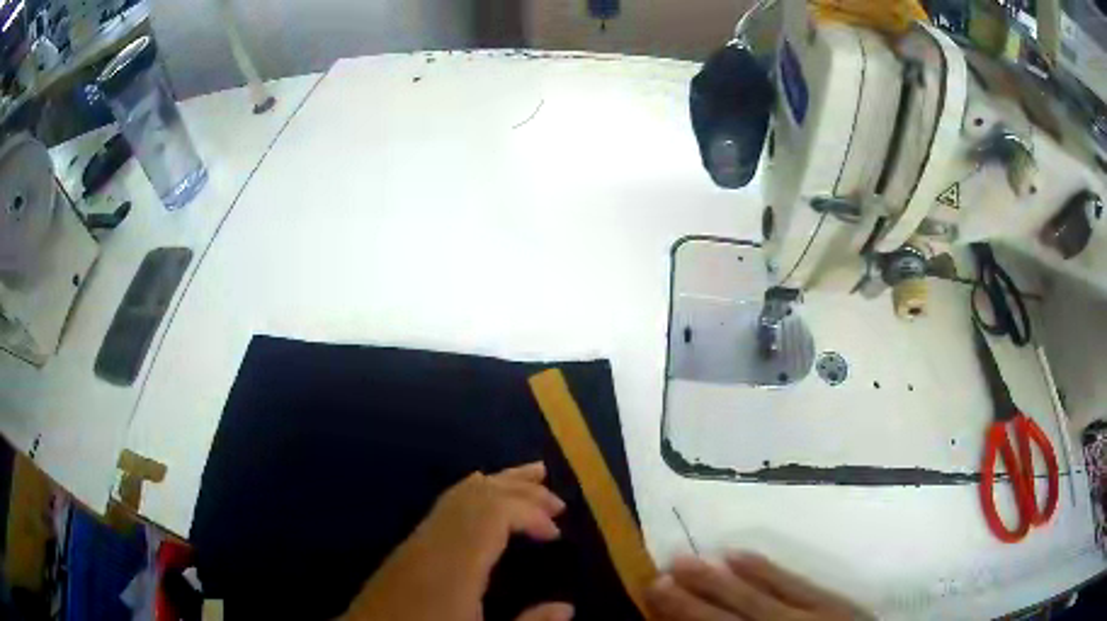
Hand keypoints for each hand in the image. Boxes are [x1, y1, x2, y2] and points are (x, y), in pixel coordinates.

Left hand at [340, 462, 573, 620]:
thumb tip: (566, 608)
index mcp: (454, 565)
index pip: (492, 513)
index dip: (528, 511)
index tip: (555, 532)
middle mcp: (433, 542)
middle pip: (477, 496)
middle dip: (519, 489)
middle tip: (557, 500)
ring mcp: (416, 540)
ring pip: (458, 495)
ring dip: (497, 483)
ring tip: (531, 475)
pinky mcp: (408, 547)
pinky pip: (444, 506)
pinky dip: (471, 491)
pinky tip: (479, 490)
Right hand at [646, 553, 873, 620]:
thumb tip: (700, 620)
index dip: (683, 614)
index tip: (654, 592)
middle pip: (729, 613)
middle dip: (691, 596)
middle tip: (660, 571)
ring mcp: (810, 615)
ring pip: (756, 594)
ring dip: (719, 578)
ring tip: (687, 558)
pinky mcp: (833, 602)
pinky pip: (794, 582)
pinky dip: (764, 569)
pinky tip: (740, 554)